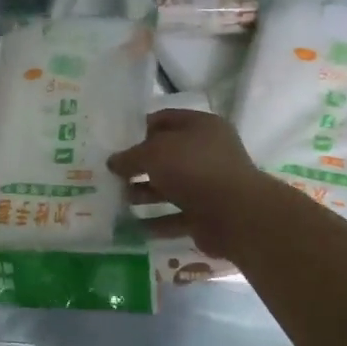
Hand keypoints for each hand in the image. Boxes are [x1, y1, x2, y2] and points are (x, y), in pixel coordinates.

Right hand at [108, 110, 270, 258]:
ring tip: (116, 199)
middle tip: (110, 174)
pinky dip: (156, 221)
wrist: (236, 215)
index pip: (164, 119)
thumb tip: (113, 162)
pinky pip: (175, 216)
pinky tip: (132, 226)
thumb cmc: (194, 169)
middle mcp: (207, 152)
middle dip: (138, 165)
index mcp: (201, 127)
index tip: (114, 141)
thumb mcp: (154, 153)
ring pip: (169, 187)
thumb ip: (130, 156)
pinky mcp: (207, 214)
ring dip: (143, 194)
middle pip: (166, 155)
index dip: (138, 128)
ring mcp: (208, 185)